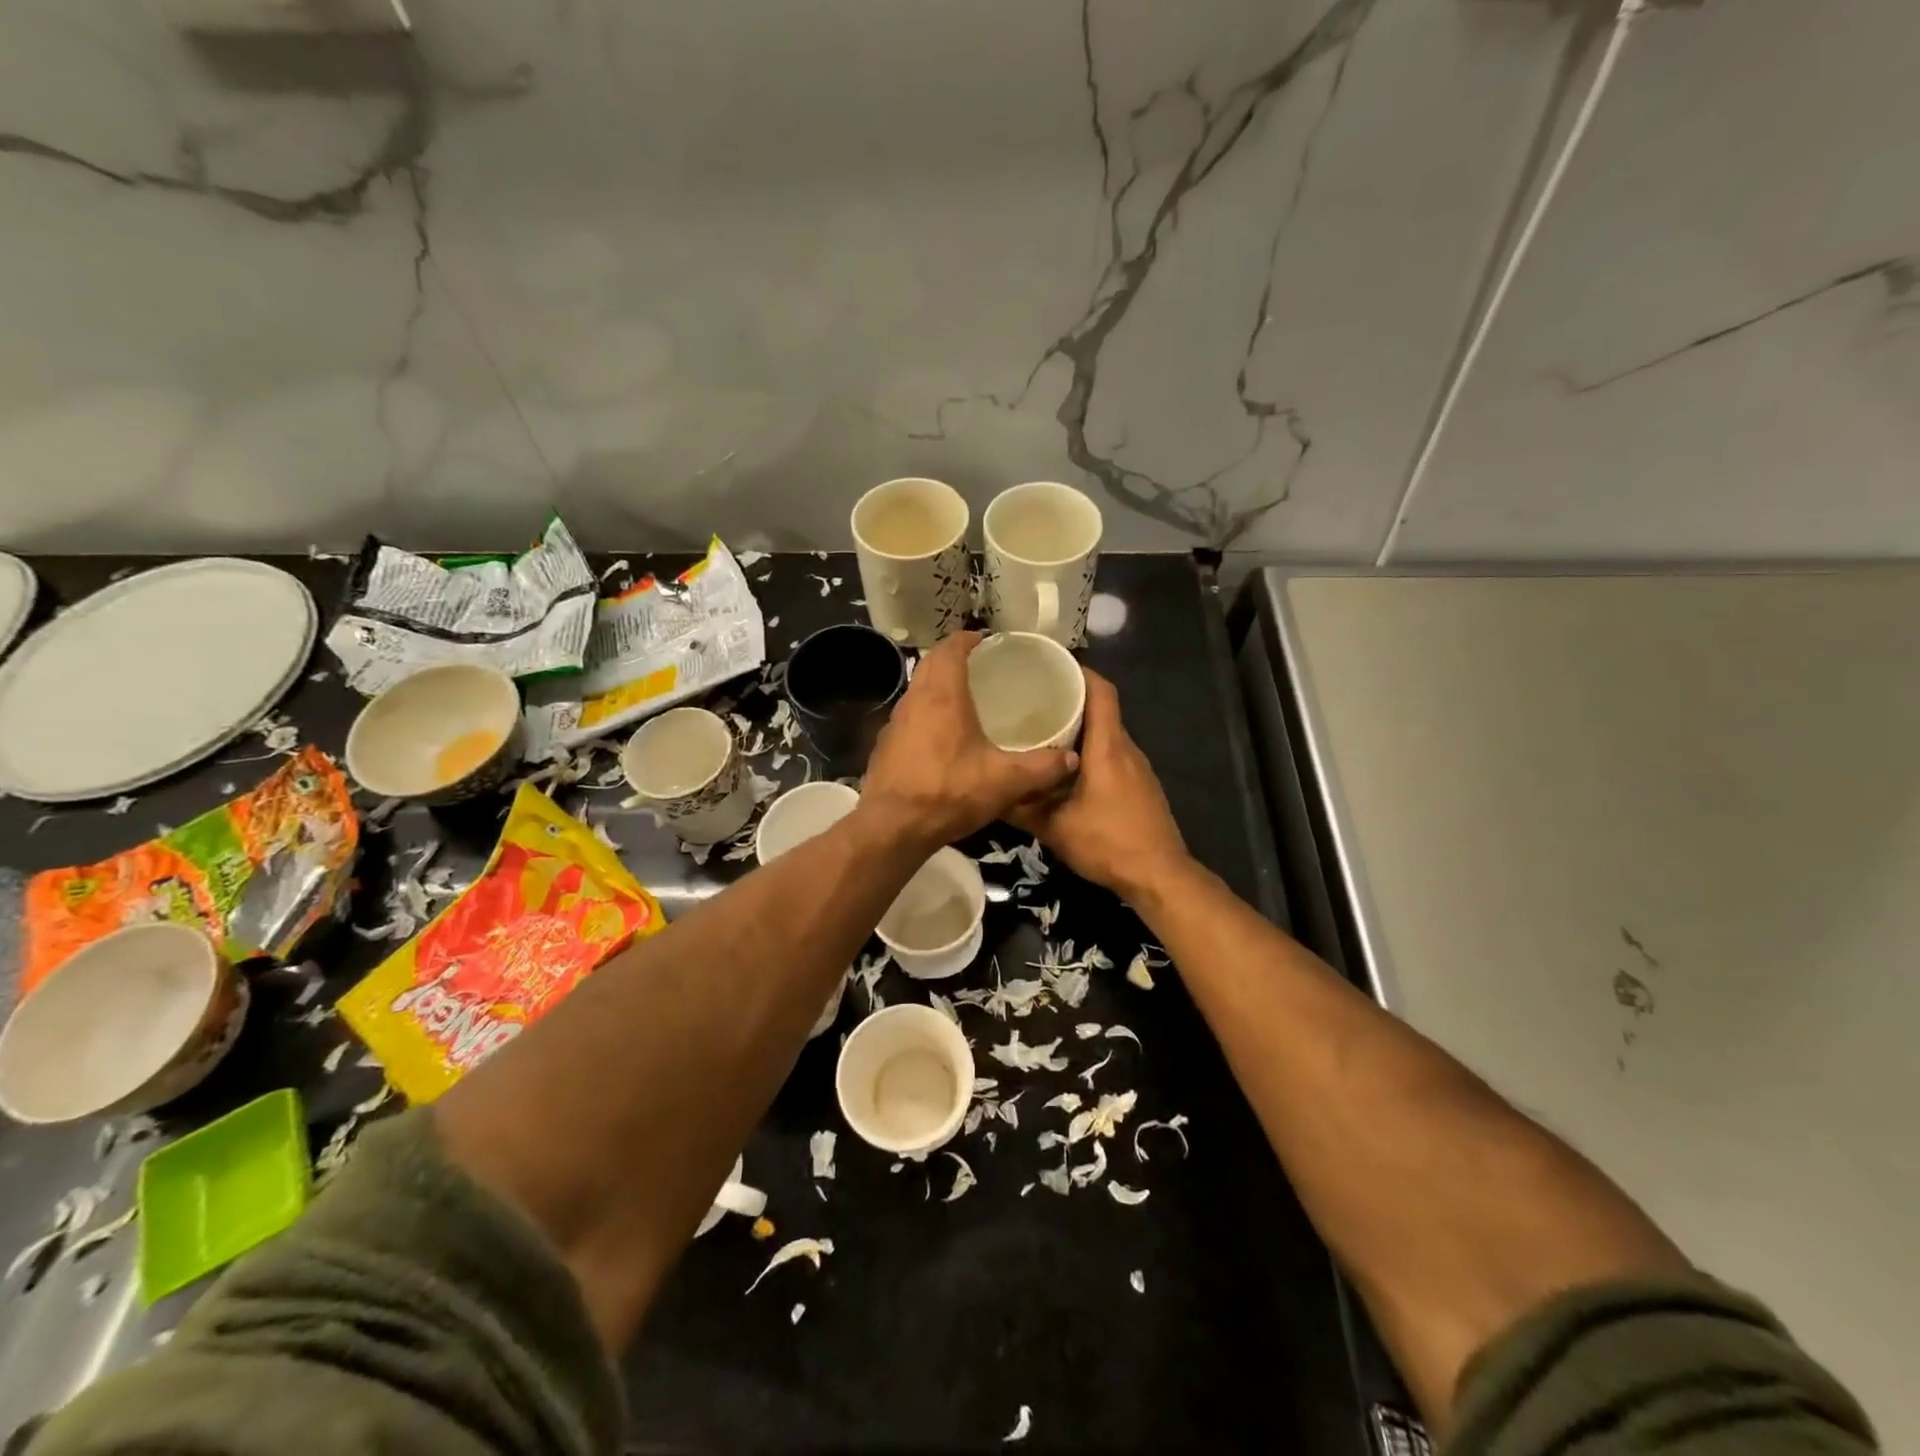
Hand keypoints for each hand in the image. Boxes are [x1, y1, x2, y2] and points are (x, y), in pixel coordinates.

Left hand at [860, 632, 1078, 848]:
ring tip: (965, 700)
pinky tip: (943, 738)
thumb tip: (1072, 758)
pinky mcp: (885, 747)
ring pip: (918, 691)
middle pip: (931, 664)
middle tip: (981, 667)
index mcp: (942, 694)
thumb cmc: (949, 791)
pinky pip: (909, 718)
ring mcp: (895, 723)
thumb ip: (1042, 767)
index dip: (968, 639)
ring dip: (938, 687)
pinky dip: (926, 715)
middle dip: (953, 659)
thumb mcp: (1005, 781)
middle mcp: (914, 700)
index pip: (950, 648)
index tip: (986, 641)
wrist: (893, 827)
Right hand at [1009, 670, 1188, 900]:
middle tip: (1033, 702)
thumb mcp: (1054, 828)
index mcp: (1108, 748)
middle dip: (1071, 701)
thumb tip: (988, 793)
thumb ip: (1020, 808)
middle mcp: (1127, 749)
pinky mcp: (1140, 786)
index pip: (1102, 692)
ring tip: (1043, 731)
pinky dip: (1091, 752)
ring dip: (1080, 729)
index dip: (1081, 672)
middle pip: (1103, 710)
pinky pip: (1113, 755)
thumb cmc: (1107, 843)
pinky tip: (1067, 769)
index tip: (1051, 668)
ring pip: (1107, 735)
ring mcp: (1138, 768)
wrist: (1158, 876)